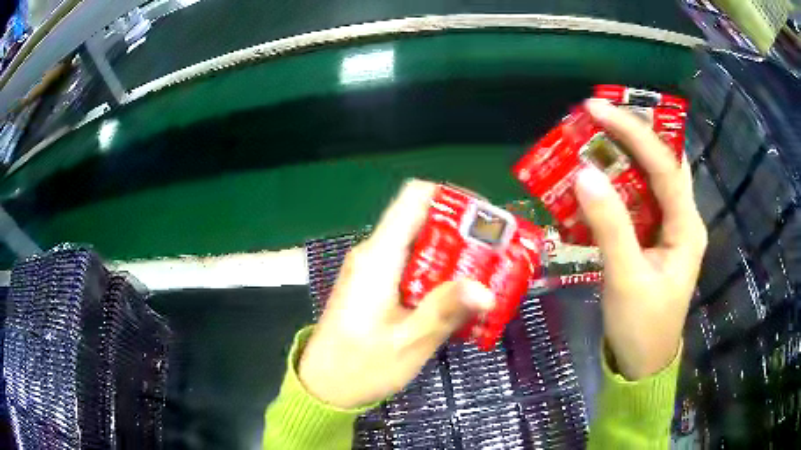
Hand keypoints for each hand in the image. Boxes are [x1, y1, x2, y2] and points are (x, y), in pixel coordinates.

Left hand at [298, 180, 495, 408]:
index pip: (415, 198)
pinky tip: (459, 297)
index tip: (485, 217)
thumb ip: (444, 311)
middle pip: (422, 220)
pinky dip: (438, 274)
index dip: (452, 197)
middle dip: (462, 232)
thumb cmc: (359, 367)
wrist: (322, 387)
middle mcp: (374, 254)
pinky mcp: (374, 286)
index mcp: (379, 256)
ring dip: (453, 255)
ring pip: (419, 245)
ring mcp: (372, 270)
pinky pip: (411, 266)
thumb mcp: (408, 343)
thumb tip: (487, 290)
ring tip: (487, 275)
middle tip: (496, 253)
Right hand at [574, 100, 707, 379]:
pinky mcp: (657, 238)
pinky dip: (622, 182)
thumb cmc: (641, 326)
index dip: (634, 133)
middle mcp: (684, 219)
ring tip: (597, 136)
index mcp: (686, 227)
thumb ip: (609, 226)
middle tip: (600, 116)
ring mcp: (671, 228)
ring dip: (628, 154)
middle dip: (636, 134)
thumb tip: (583, 175)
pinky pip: (642, 199)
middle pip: (666, 163)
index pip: (665, 166)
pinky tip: (601, 176)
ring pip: (654, 178)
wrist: (644, 363)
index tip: (598, 109)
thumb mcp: (625, 279)